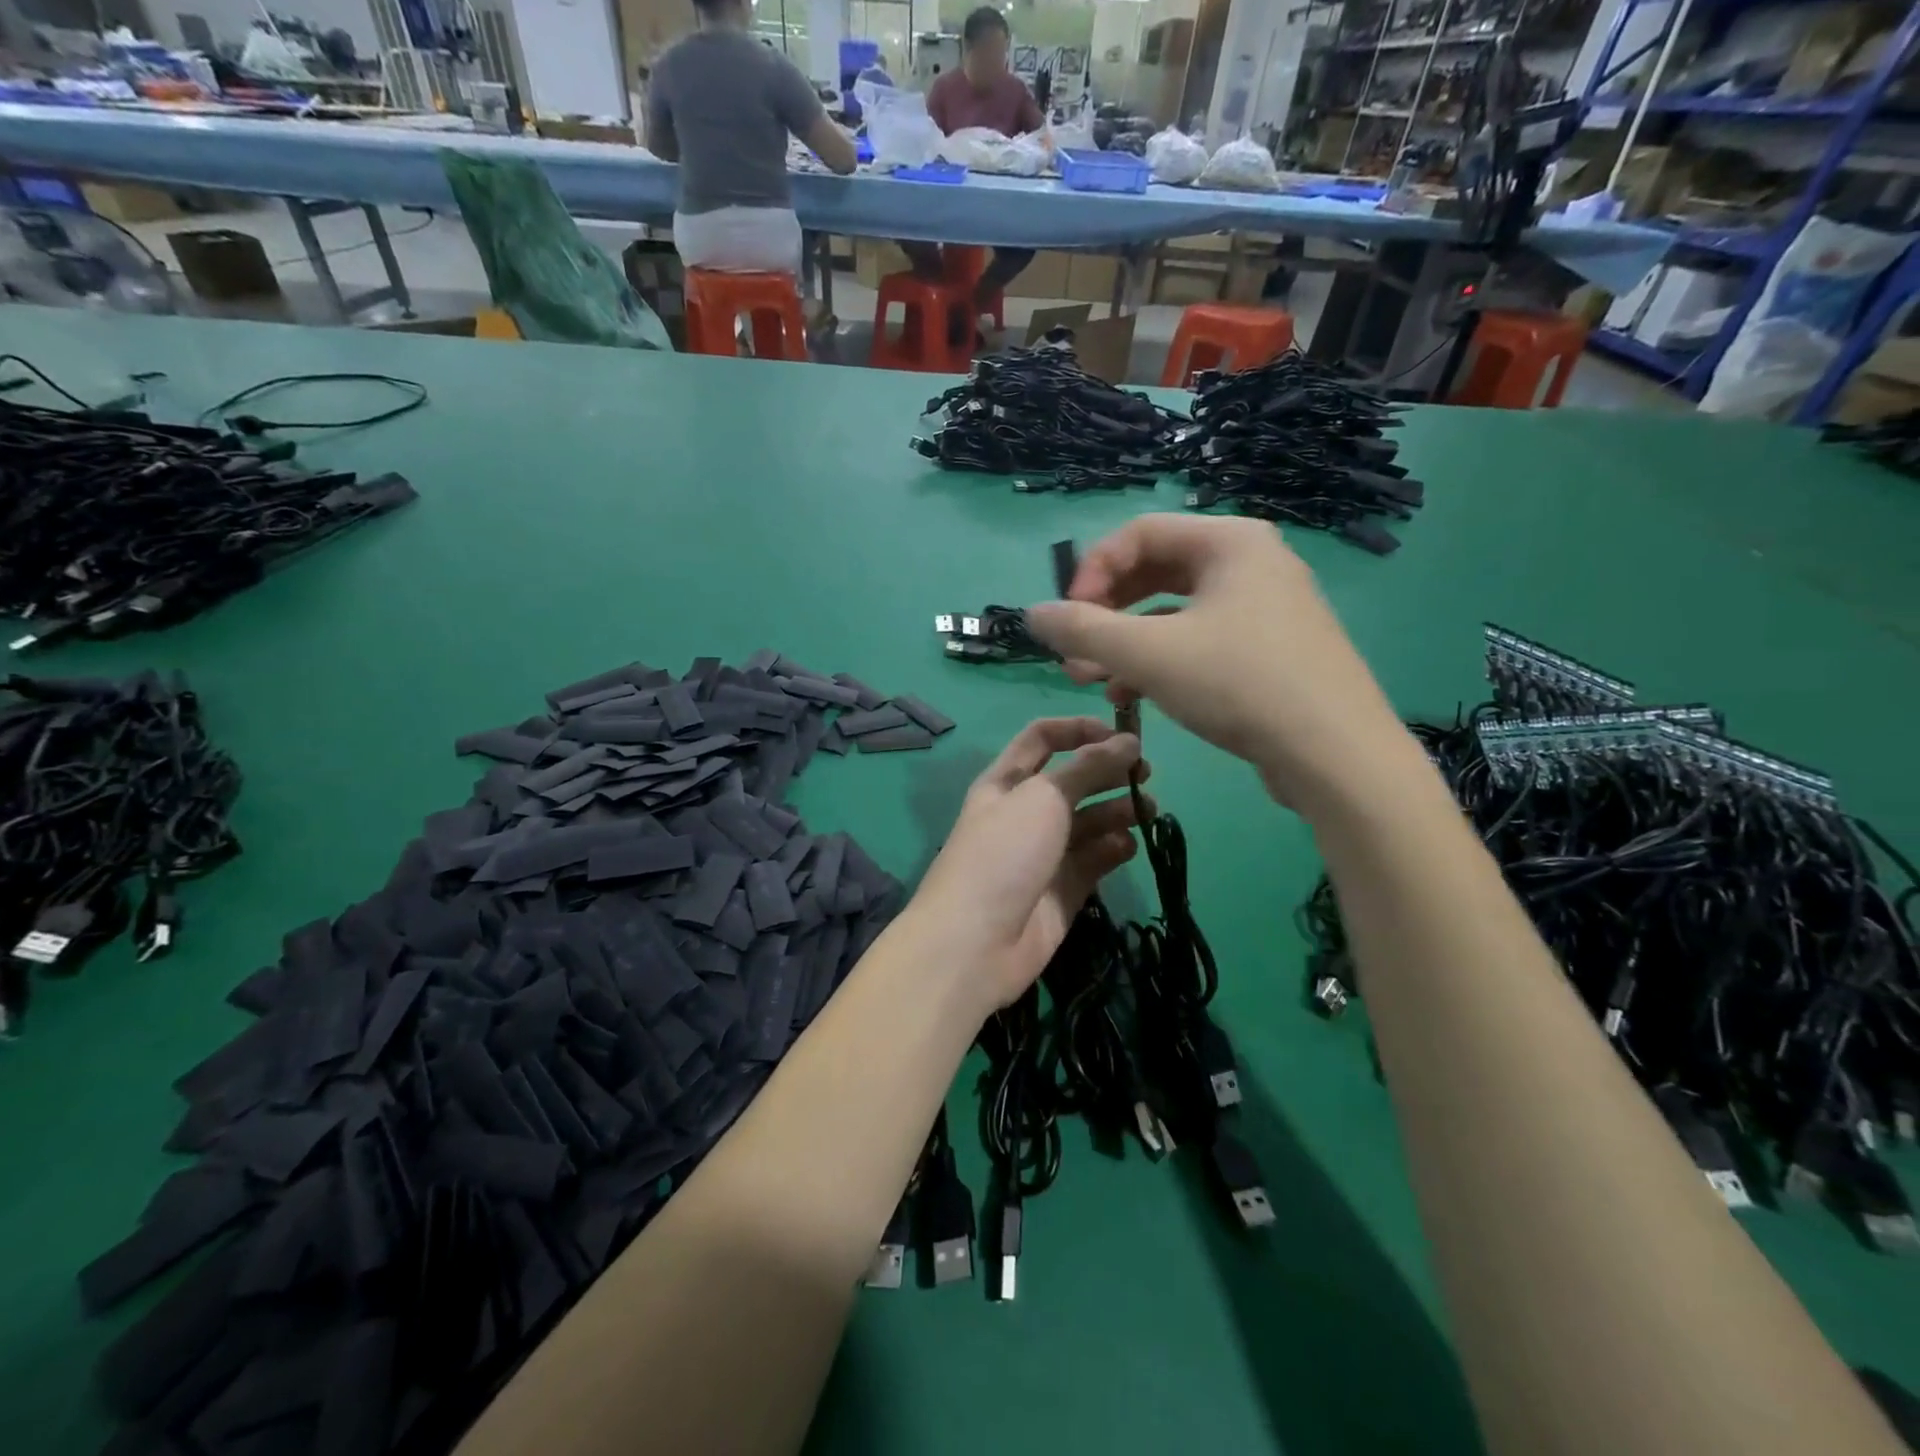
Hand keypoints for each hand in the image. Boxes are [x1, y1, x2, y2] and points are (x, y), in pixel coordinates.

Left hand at [910, 718, 1147, 1012]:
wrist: (975, 942)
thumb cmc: (1003, 853)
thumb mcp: (1043, 797)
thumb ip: (1089, 766)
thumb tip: (1128, 741)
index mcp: (1006, 781)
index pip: (1042, 739)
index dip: (1079, 729)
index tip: (1122, 733)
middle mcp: (1024, 812)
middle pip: (1072, 780)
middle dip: (1108, 771)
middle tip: (1146, 773)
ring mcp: (1044, 853)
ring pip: (1088, 821)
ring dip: (1118, 810)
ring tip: (1148, 809)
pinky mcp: (1063, 890)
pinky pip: (1095, 859)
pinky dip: (1114, 849)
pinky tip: (1128, 846)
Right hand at [1024, 514, 1414, 818]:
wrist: (1336, 754)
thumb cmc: (1239, 684)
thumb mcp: (1148, 654)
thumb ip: (1082, 629)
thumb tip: (1033, 614)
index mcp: (1229, 541)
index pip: (1138, 535)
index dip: (1090, 573)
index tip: (1067, 620)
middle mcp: (1251, 562)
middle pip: (1155, 572)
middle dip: (1105, 614)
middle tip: (1075, 654)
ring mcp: (1266, 607)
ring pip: (1175, 612)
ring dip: (1126, 643)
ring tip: (1094, 681)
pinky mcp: (1271, 649)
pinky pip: (1200, 640)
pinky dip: (1161, 661)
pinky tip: (1133, 698)